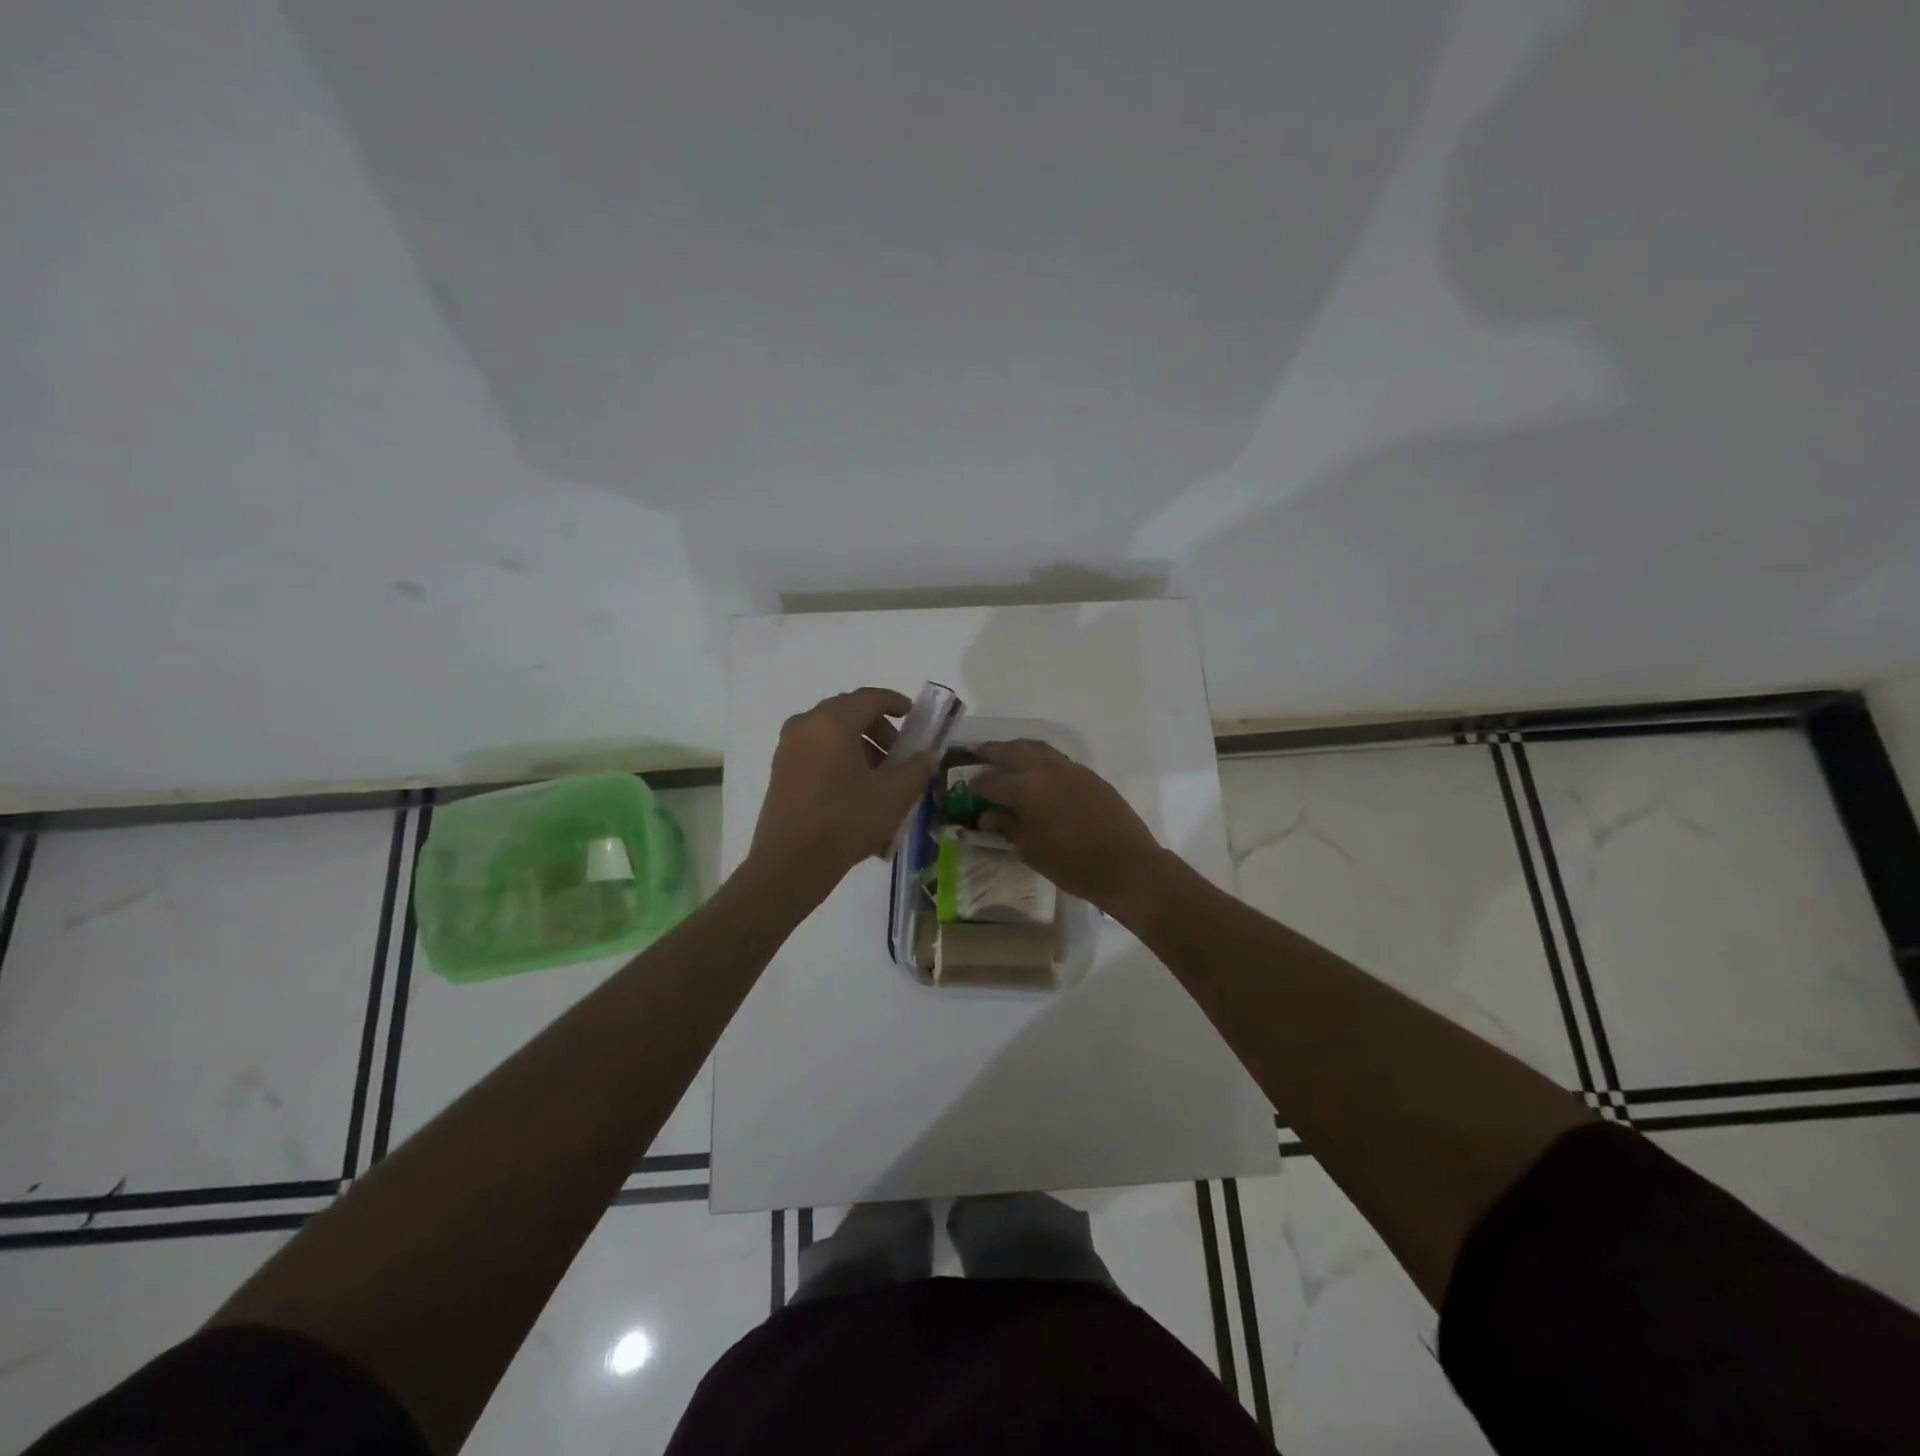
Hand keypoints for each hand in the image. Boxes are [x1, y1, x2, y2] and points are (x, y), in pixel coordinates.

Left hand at [748, 688, 933, 897]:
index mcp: (832, 722)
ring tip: (880, 776)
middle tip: (899, 752)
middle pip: (848, 712)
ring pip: (831, 731)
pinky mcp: (780, 769)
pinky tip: (855, 788)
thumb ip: (916, 768)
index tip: (913, 715)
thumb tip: (925, 755)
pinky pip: (816, 749)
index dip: (895, 702)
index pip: (869, 698)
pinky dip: (839, 756)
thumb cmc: (845, 821)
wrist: (790, 863)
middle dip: (878, 727)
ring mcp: (788, 747)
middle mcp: (806, 725)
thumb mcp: (893, 796)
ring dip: (860, 744)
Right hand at [971, 740, 1168, 911]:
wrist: (1127, 865)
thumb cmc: (1072, 864)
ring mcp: (1069, 768)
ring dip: (1015, 749)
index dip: (974, 787)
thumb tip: (986, 816)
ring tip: (1003, 756)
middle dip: (990, 752)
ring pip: (1034, 747)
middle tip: (976, 755)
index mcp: (1025, 788)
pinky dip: (1038, 758)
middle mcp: (1044, 768)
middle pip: (1010, 751)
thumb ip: (1006, 827)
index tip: (964, 791)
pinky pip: (1055, 758)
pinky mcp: (1088, 774)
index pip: (989, 782)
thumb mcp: (1031, 850)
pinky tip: (1036, 772)